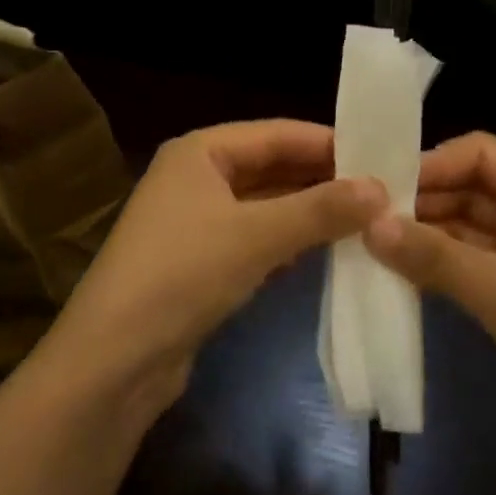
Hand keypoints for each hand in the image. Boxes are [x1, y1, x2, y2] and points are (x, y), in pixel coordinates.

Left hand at [51, 121, 385, 404]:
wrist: (114, 360)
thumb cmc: (183, 274)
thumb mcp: (256, 235)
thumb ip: (319, 209)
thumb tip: (380, 188)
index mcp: (200, 151)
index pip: (275, 133)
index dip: (326, 142)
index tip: (379, 154)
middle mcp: (196, 176)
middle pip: (270, 168)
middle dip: (320, 180)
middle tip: (380, 190)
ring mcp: (196, 221)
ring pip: (265, 206)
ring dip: (308, 213)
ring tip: (365, 219)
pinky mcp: (200, 262)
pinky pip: (254, 239)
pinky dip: (287, 243)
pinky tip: (325, 252)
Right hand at [363, 133, 495, 492]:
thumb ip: (435, 257)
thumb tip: (368, 224)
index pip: (486, 154)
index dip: (435, 163)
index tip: (383, 184)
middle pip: (477, 187)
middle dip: (427, 199)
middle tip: (369, 213)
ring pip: (472, 227)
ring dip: (430, 233)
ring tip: (375, 240)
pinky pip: (475, 264)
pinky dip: (442, 265)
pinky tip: (402, 271)